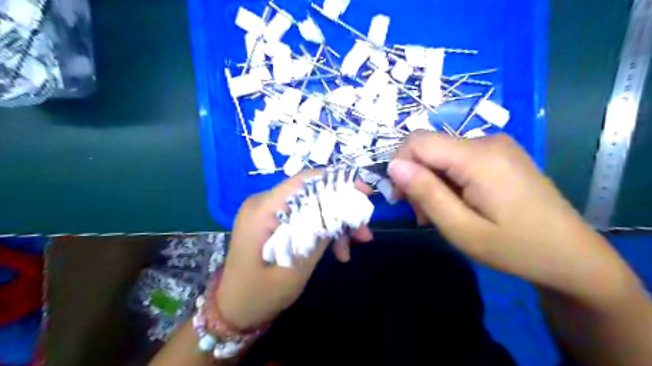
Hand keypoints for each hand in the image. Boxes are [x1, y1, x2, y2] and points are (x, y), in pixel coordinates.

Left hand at [216, 170, 373, 328]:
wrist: (234, 312)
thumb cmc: (259, 295)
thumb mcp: (295, 268)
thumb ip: (317, 236)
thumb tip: (343, 210)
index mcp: (263, 209)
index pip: (305, 181)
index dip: (338, 182)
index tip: (365, 194)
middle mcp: (264, 203)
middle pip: (312, 194)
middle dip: (341, 211)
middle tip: (364, 233)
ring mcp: (268, 213)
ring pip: (311, 207)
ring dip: (334, 225)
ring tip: (350, 249)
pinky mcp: (273, 223)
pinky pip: (303, 219)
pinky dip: (321, 232)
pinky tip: (336, 252)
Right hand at [389, 132, 634, 302]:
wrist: (572, 256)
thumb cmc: (515, 248)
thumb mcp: (461, 229)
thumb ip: (425, 193)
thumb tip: (393, 166)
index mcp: (478, 157)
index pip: (417, 141)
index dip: (399, 165)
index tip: (401, 199)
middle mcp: (486, 140)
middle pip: (429, 147)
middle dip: (416, 177)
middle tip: (422, 214)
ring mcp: (496, 146)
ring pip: (441, 154)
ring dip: (431, 182)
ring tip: (441, 214)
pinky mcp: (500, 155)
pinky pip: (458, 159)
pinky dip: (447, 179)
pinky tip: (457, 202)